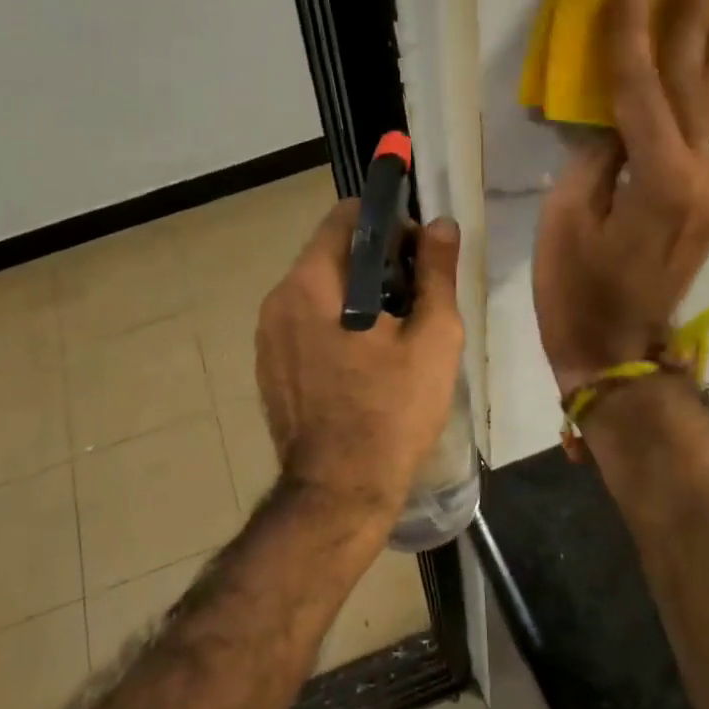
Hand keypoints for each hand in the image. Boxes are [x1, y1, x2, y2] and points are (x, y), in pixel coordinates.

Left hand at [256, 202, 464, 516]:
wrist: (340, 491)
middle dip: (374, 264)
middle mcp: (278, 299)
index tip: (417, 255)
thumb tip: (441, 225)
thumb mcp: (432, 339)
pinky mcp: (268, 366)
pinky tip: (362, 363)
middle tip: (414, 300)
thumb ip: (436, 273)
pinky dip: (332, 325)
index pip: (345, 218)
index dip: (388, 225)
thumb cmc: (392, 412)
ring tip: (391, 335)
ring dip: (353, 296)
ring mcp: (267, 336)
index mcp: (312, 283)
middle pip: (330, 254)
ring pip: (316, 291)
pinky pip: (303, 324)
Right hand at [534, 0, 708, 393]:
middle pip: (693, 87)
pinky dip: (708, 99)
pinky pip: (708, 138)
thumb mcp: (566, 218)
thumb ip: (594, 159)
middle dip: (696, 25)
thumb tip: (614, 125)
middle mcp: (701, 177)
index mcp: (660, 178)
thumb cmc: (576, 291)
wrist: (617, 351)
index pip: (643, 87)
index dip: (635, 30)